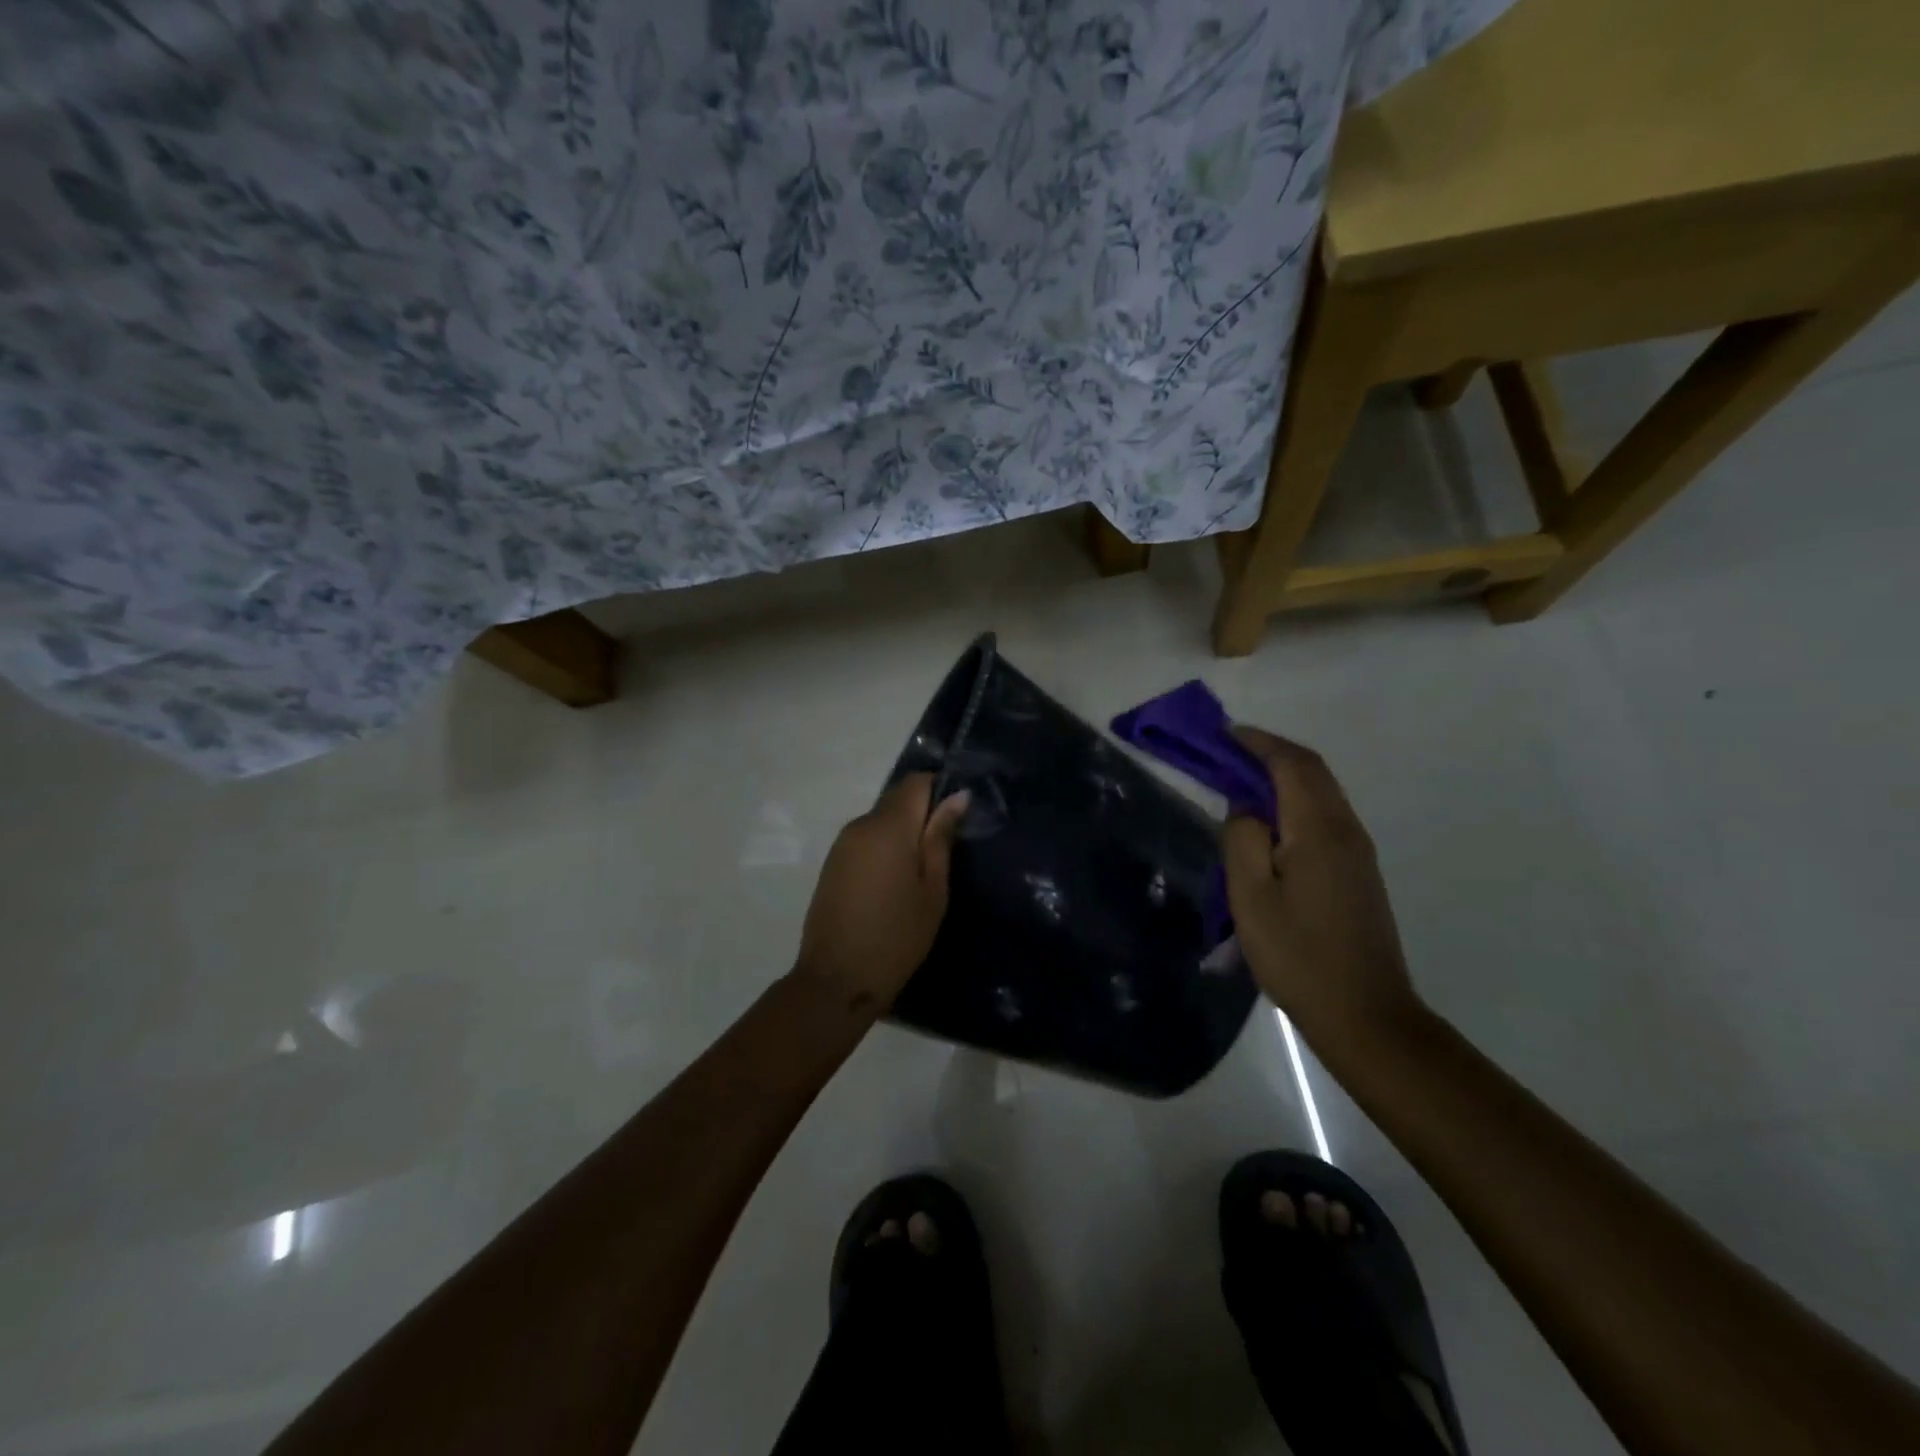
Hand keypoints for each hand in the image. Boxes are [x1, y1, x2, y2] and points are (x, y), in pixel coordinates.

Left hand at [795, 774, 969, 1013]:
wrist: (838, 979)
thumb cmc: (897, 935)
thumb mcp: (932, 888)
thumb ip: (941, 838)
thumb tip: (957, 796)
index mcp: (888, 826)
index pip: (915, 782)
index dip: (939, 789)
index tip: (957, 817)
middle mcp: (860, 825)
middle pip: (896, 800)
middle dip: (922, 814)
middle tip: (944, 851)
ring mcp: (841, 844)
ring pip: (880, 820)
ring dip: (902, 833)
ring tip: (920, 872)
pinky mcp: (832, 863)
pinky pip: (865, 840)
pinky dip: (883, 848)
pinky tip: (893, 883)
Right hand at [1222, 727, 1422, 1058]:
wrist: (1364, 1014)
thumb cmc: (1298, 954)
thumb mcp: (1250, 896)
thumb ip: (1242, 839)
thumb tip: (1245, 809)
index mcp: (1320, 829)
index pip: (1292, 764)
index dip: (1258, 742)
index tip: (1222, 734)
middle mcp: (1346, 830)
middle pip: (1312, 772)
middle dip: (1269, 753)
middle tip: (1226, 753)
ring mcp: (1357, 853)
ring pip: (1320, 794)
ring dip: (1282, 778)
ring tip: (1240, 783)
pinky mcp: (1358, 873)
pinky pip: (1324, 817)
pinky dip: (1294, 803)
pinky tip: (1268, 824)